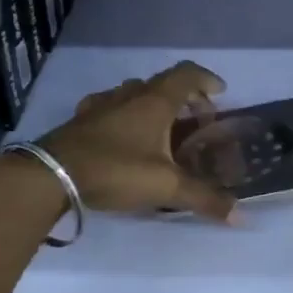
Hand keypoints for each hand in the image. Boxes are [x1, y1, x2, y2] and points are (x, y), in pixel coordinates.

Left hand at [38, 60, 237, 221]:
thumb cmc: (116, 170)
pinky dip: (126, 115)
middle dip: (185, 97)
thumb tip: (242, 217)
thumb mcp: (165, 187)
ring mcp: (101, 105)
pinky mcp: (81, 120)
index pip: (187, 74)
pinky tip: (124, 135)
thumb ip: (204, 199)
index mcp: (155, 101)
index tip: (221, 93)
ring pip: (135, 94)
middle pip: (163, 83)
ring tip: (163, 128)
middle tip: (197, 119)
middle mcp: (129, 95)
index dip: (207, 80)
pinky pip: (111, 107)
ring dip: (154, 104)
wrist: (51, 175)